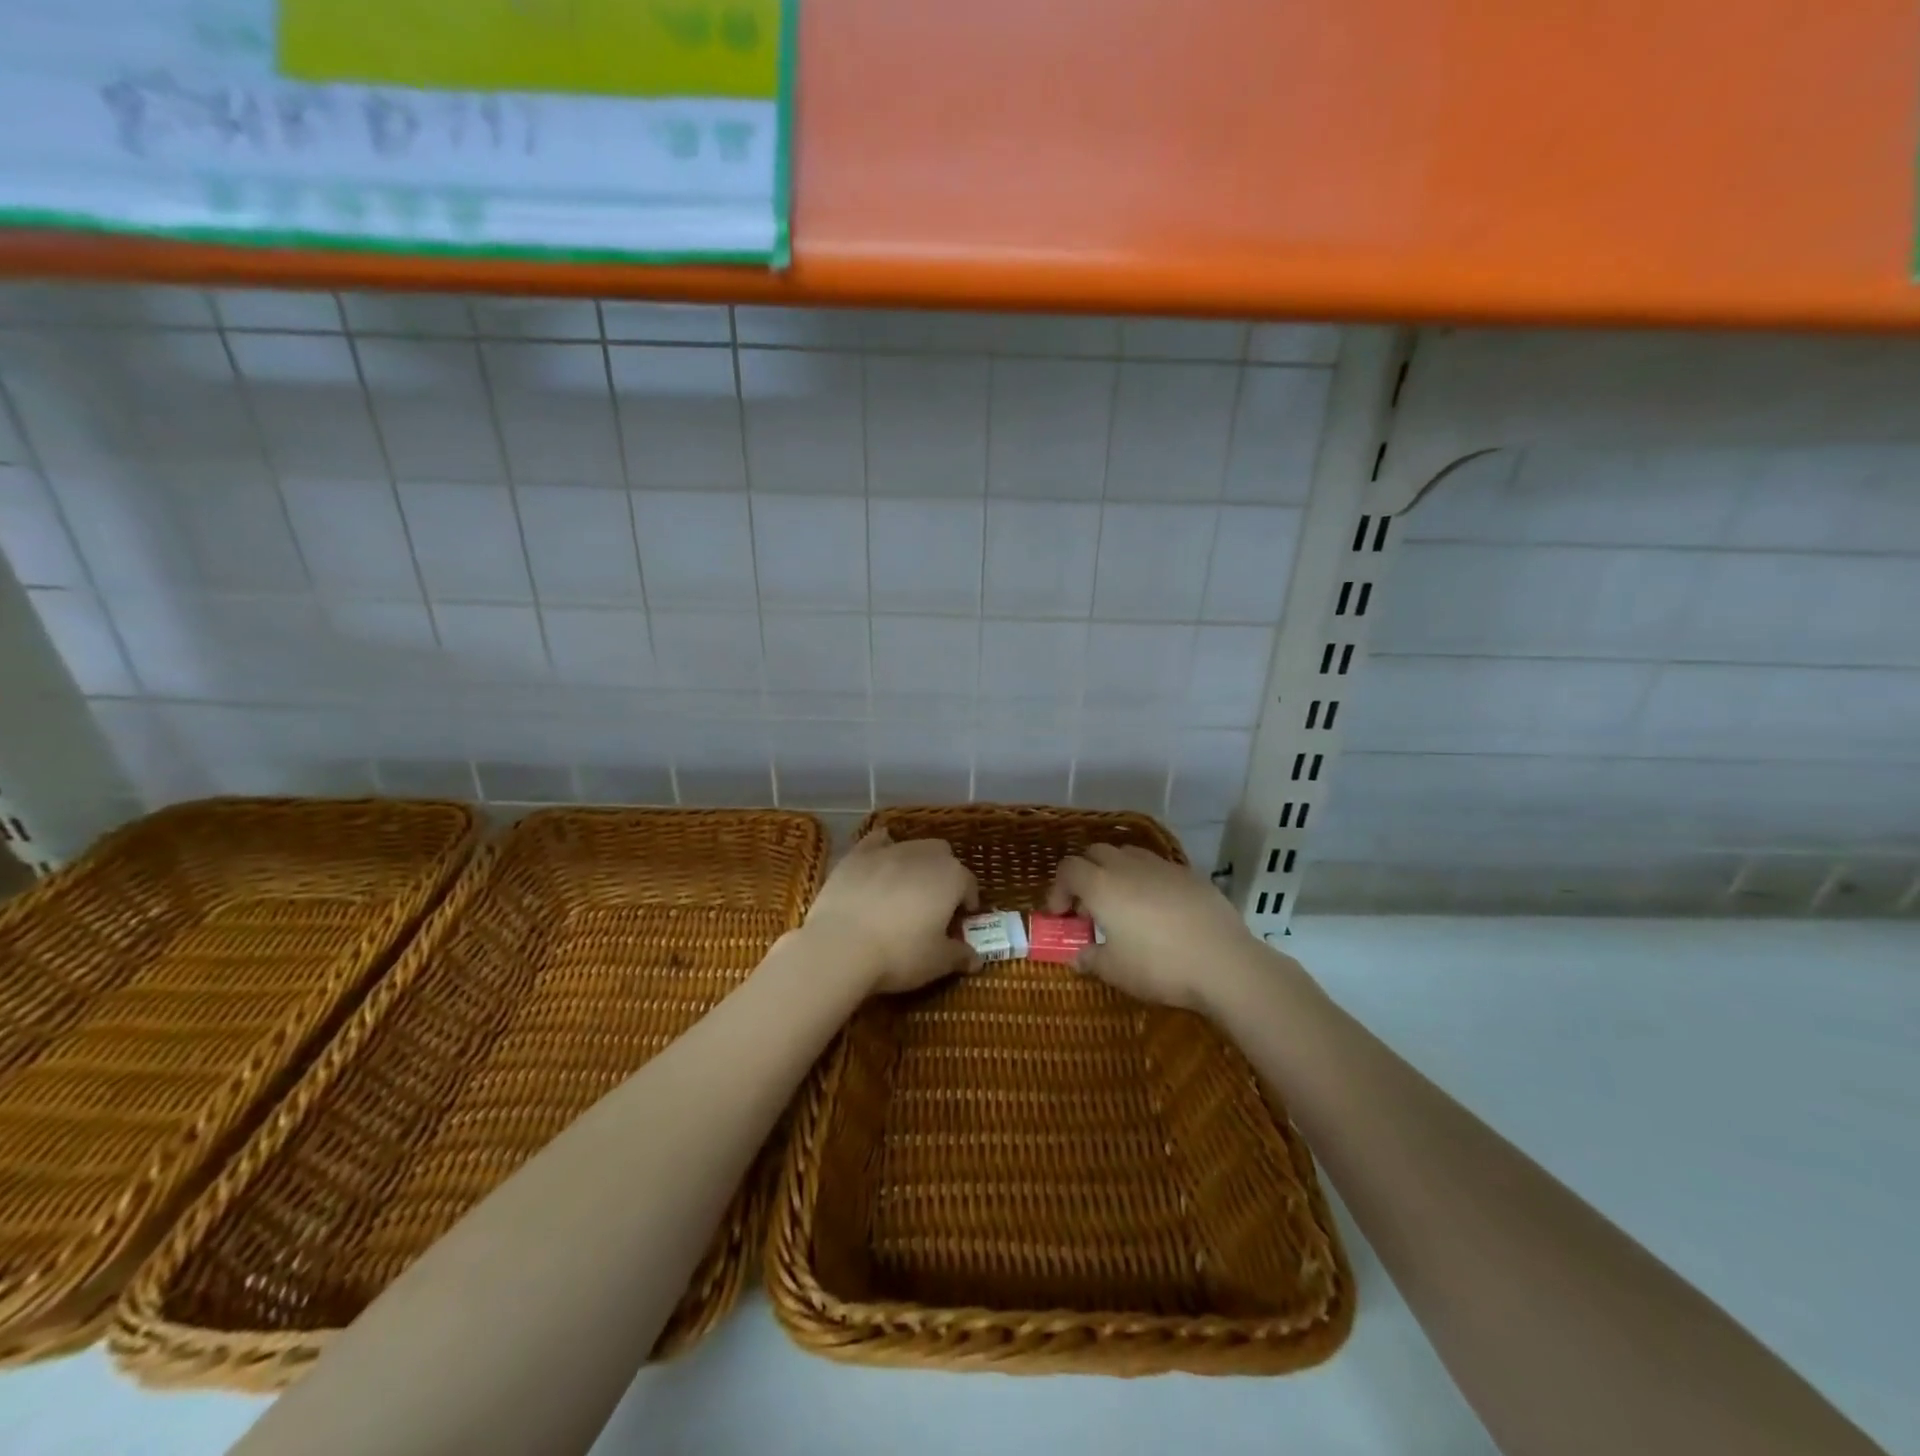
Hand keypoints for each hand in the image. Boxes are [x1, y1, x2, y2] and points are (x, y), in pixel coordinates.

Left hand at [802, 829, 980, 994]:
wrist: (841, 945)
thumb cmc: (900, 954)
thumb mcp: (937, 962)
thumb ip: (960, 955)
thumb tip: (976, 959)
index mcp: (952, 877)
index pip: (969, 884)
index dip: (967, 903)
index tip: (959, 923)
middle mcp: (924, 854)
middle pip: (943, 856)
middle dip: (943, 875)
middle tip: (934, 905)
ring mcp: (889, 850)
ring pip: (912, 847)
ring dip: (915, 864)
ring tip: (905, 891)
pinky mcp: (857, 854)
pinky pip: (876, 842)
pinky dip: (882, 848)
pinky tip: (879, 863)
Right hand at [1046, 843, 1258, 1013]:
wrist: (1223, 962)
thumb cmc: (1158, 966)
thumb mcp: (1115, 971)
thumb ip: (1090, 959)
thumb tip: (1077, 956)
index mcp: (1101, 885)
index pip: (1068, 869)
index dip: (1058, 889)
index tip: (1062, 915)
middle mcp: (1127, 866)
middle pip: (1095, 853)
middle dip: (1085, 874)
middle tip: (1089, 907)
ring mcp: (1161, 866)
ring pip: (1127, 854)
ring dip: (1115, 872)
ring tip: (1123, 904)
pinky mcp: (1189, 874)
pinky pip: (1156, 867)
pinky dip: (1146, 880)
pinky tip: (1157, 910)